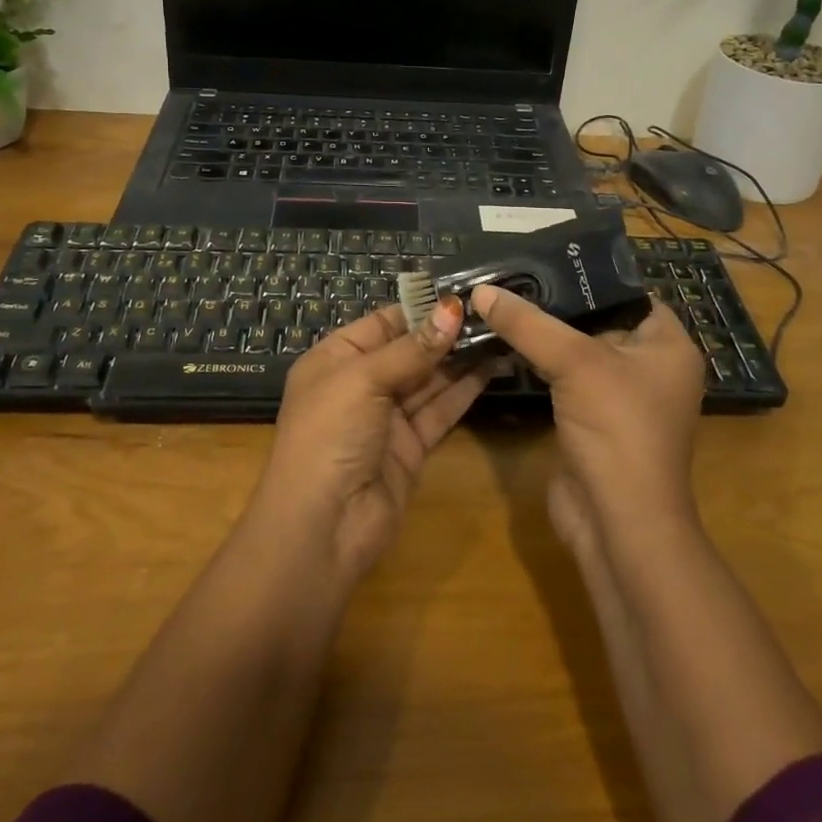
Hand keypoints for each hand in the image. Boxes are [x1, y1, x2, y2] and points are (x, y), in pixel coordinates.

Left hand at [254, 299, 486, 580]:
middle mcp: (360, 384)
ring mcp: (386, 417)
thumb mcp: (363, 380)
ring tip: (501, 331)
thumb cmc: (329, 436)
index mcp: (335, 359)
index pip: (383, 321)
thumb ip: (412, 348)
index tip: (464, 292)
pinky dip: (464, 390)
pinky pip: (440, 410)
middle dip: (446, 331)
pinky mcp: (411, 447)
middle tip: (493, 310)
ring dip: (461, 358)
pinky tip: (492, 367)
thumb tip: (453, 308)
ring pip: (429, 379)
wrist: (321, 529)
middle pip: (409, 349)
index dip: (421, 307)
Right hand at [469, 284, 706, 556]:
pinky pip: (565, 381)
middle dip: (557, 304)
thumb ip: (528, 324)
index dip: (590, 276)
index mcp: (668, 346)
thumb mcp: (575, 363)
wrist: (618, 524)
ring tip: (501, 301)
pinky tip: (505, 344)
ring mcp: (621, 398)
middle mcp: (650, 368)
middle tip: (512, 275)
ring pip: (578, 353)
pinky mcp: (593, 422)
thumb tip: (480, 290)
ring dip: (544, 335)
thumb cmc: (617, 429)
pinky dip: (540, 365)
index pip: (630, 294)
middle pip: (599, 321)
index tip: (543, 256)